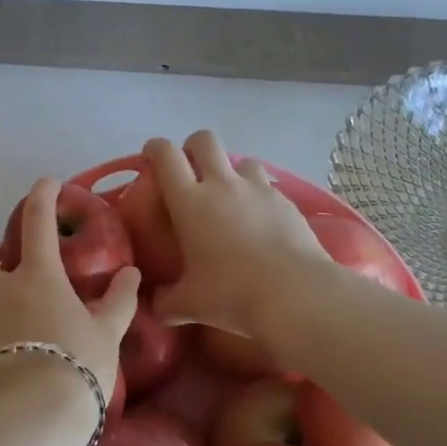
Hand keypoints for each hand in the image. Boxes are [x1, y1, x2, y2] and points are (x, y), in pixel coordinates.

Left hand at [0, 177, 139, 415]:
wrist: (35, 415)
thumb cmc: (78, 366)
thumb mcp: (108, 333)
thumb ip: (119, 299)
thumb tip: (132, 272)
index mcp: (39, 277)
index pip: (39, 225)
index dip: (42, 199)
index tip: (46, 184)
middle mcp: (0, 287)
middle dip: (6, 280)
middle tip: (26, 302)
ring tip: (1, 329)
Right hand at [145, 131, 325, 335]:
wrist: (295, 295)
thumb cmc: (232, 294)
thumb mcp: (188, 305)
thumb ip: (164, 302)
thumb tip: (151, 304)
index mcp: (190, 201)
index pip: (166, 155)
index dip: (155, 148)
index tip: (151, 155)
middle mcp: (222, 185)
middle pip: (205, 140)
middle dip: (194, 147)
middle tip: (191, 170)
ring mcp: (258, 189)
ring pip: (242, 161)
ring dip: (232, 172)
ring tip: (231, 198)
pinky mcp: (286, 202)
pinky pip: (267, 187)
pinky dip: (258, 197)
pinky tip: (260, 222)